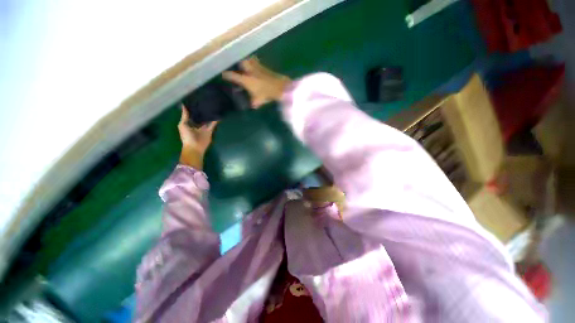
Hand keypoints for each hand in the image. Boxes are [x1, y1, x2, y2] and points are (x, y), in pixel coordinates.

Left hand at [178, 106, 217, 169]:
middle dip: (202, 112)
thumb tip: (183, 105)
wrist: (195, 147)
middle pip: (200, 117)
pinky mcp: (210, 131)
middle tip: (205, 103)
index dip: (193, 110)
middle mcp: (197, 125)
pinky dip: (216, 121)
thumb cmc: (187, 136)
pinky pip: (213, 125)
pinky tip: (218, 116)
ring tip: (212, 107)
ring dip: (209, 116)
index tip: (196, 102)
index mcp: (189, 124)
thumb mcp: (183, 125)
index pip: (191, 115)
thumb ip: (185, 116)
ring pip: (207, 121)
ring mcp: (204, 129)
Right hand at [222, 57, 290, 108]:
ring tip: (247, 65)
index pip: (233, 76)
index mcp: (246, 80)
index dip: (227, 75)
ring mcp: (258, 67)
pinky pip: (258, 62)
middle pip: (241, 63)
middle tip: (238, 68)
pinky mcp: (265, 67)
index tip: (223, 75)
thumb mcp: (258, 101)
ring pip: (250, 60)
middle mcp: (250, 71)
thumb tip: (252, 105)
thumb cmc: (267, 94)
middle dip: (238, 64)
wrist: (280, 87)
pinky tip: (257, 67)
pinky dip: (255, 63)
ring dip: (248, 62)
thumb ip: (253, 103)